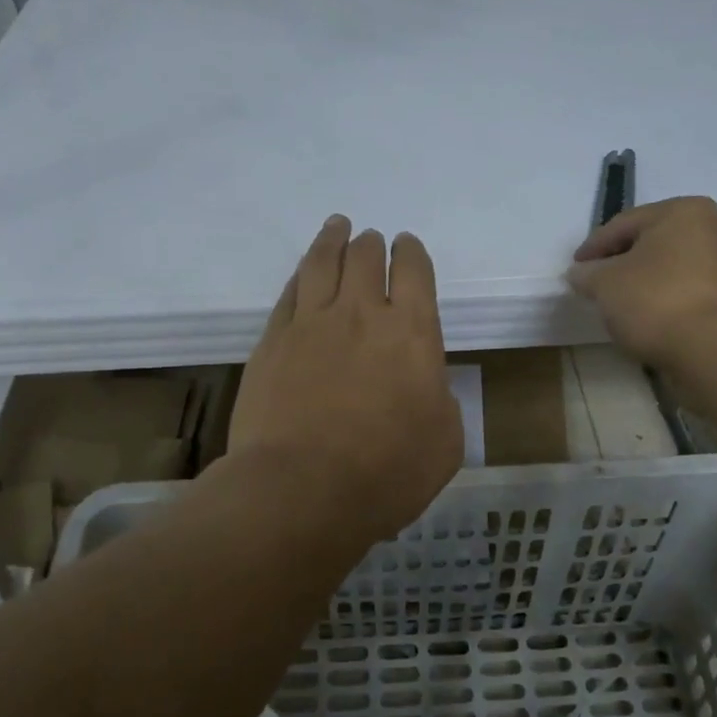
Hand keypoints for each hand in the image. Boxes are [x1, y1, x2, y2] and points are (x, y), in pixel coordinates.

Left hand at [231, 216, 463, 544]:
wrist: (300, 490)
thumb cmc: (385, 473)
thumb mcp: (444, 443)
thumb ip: (439, 400)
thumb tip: (424, 385)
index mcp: (413, 333)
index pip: (415, 271)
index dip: (412, 252)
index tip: (407, 246)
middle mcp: (362, 314)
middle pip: (366, 257)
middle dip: (372, 244)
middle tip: (372, 240)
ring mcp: (311, 323)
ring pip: (323, 262)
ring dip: (333, 239)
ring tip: (337, 226)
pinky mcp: (272, 340)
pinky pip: (290, 292)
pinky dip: (302, 274)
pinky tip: (304, 272)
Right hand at [568, 197, 716, 373]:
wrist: (713, 350)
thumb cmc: (655, 300)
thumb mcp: (604, 283)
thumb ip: (587, 274)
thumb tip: (580, 273)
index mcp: (683, 211)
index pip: (623, 225)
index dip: (593, 247)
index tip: (574, 269)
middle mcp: (712, 230)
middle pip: (650, 244)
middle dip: (620, 263)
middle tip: (594, 284)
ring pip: (669, 269)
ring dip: (643, 283)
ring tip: (618, 304)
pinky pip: (686, 292)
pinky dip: (663, 300)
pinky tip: (646, 318)